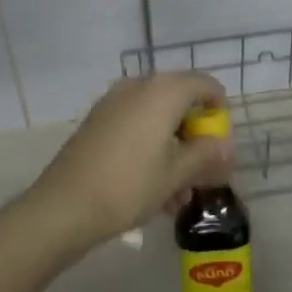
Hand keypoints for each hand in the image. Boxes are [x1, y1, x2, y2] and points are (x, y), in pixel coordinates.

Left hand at [29, 74, 232, 248]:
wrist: (64, 206)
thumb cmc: (129, 185)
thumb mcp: (176, 174)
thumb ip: (206, 155)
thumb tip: (226, 147)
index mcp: (163, 90)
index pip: (206, 85)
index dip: (220, 112)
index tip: (221, 145)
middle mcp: (138, 86)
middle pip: (180, 102)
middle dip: (195, 138)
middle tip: (203, 174)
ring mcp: (114, 102)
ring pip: (157, 120)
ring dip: (174, 151)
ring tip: (178, 197)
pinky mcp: (98, 122)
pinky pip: (136, 127)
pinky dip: (150, 150)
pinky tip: (153, 191)